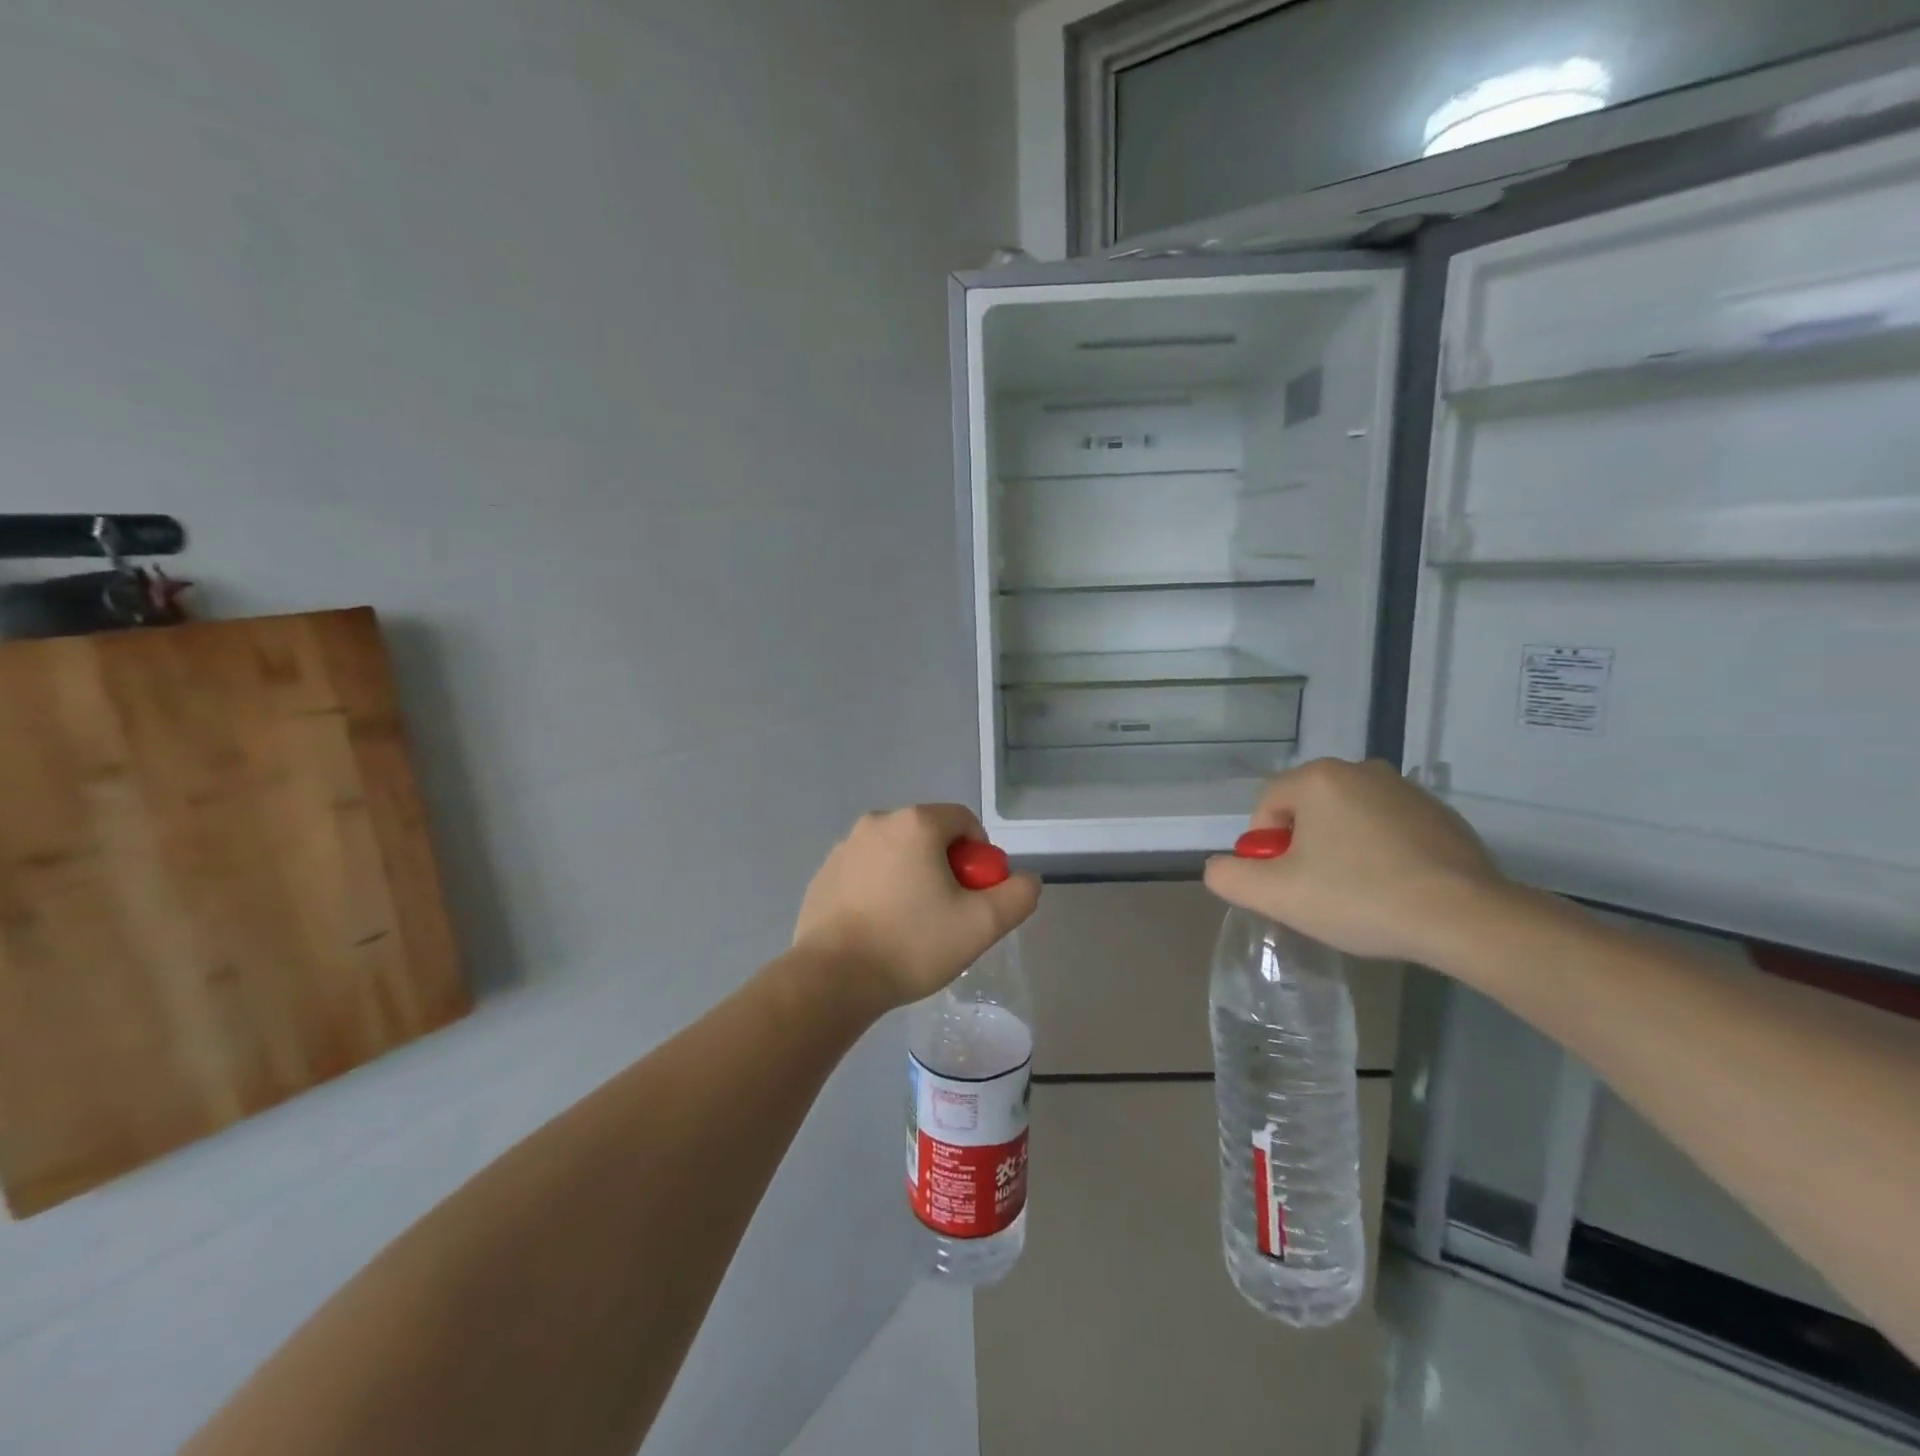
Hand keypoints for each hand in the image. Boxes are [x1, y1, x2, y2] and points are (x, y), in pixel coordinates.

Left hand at [793, 804, 1041, 1010]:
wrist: (832, 978)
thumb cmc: (911, 943)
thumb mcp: (982, 925)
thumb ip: (1017, 895)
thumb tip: (1025, 879)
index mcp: (916, 823)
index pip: (964, 822)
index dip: (979, 857)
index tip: (973, 896)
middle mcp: (877, 822)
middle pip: (929, 836)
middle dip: (945, 868)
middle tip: (946, 914)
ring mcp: (845, 847)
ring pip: (897, 854)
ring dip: (912, 878)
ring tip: (910, 926)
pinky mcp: (823, 873)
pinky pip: (866, 871)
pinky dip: (880, 890)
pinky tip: (878, 928)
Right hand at [1202, 758, 1504, 963]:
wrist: (1466, 918)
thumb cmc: (1359, 897)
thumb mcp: (1277, 895)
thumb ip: (1230, 877)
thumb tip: (1219, 867)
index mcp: (1319, 778)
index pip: (1267, 807)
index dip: (1265, 850)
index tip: (1287, 886)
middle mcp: (1361, 770)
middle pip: (1307, 810)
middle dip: (1303, 849)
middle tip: (1318, 893)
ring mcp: (1406, 790)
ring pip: (1347, 820)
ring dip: (1340, 850)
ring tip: (1359, 895)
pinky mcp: (1441, 816)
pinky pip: (1388, 830)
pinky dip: (1380, 854)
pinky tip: (1394, 890)